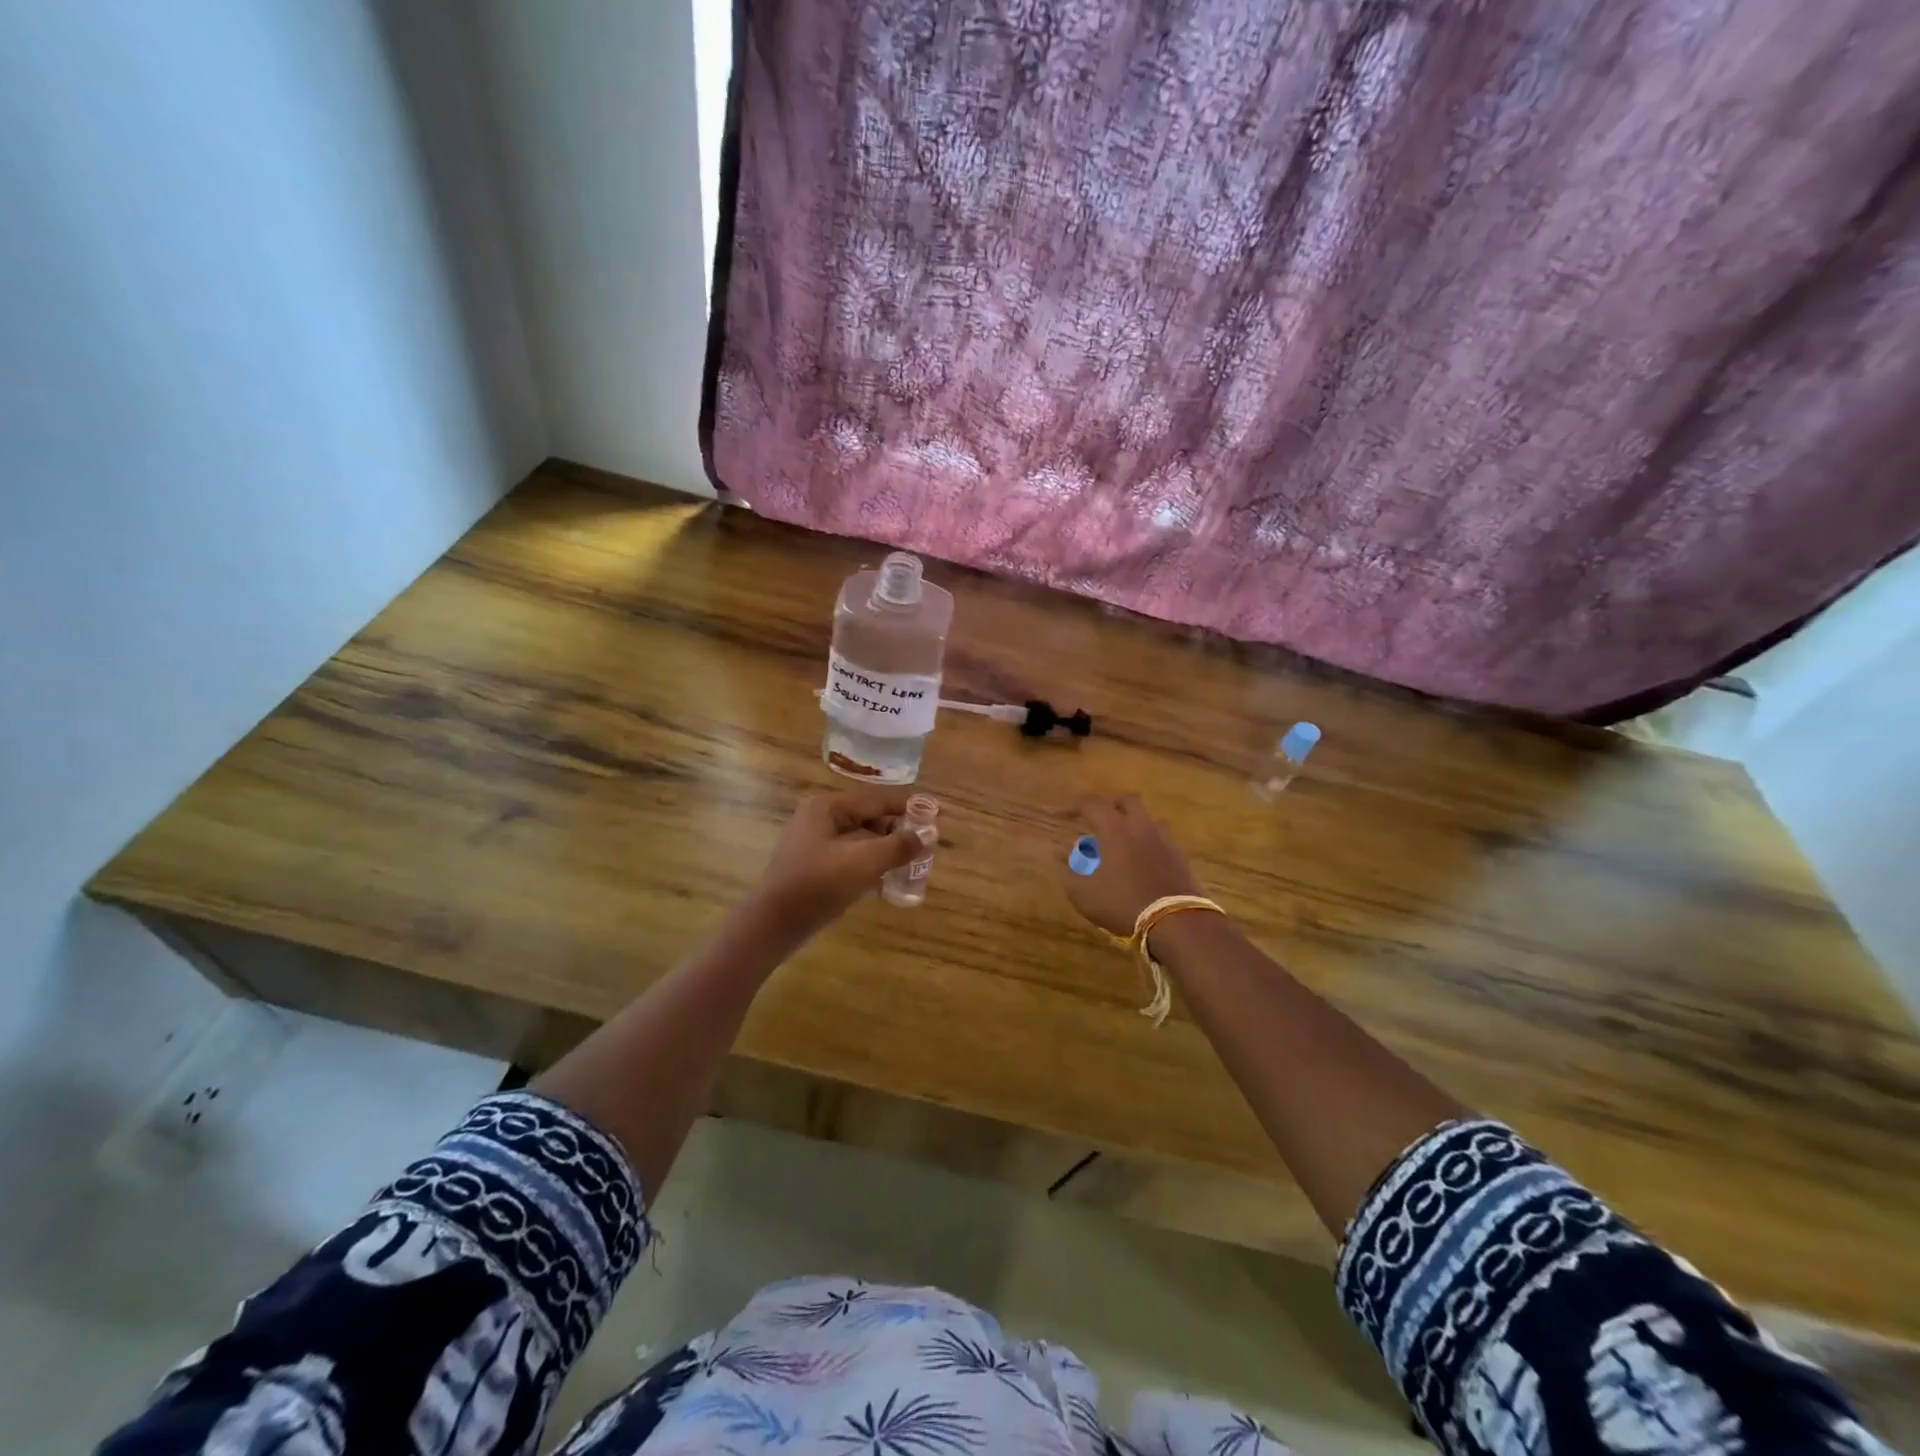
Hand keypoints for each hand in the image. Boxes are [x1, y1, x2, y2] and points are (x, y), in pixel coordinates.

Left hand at [741, 790, 923, 943]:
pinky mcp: (816, 867)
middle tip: (927, 844)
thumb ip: (898, 846)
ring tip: (914, 863)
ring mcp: (816, 844)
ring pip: (862, 840)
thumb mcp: (864, 862)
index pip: (877, 800)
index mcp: (827, 807)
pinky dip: (872, 865)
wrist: (774, 926)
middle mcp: (820, 818)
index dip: (908, 806)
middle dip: (898, 831)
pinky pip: (852, 858)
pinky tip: (890, 879)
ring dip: (887, 850)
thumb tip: (928, 834)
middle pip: (870, 819)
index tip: (937, 812)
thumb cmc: (818, 885)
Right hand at [1063, 794, 1202, 936]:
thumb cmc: (1124, 903)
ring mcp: (1165, 840)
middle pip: (1128, 800)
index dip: (1075, 805)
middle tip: (1099, 818)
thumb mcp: (1084, 894)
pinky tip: (1142, 861)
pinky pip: (1162, 840)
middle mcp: (1141, 826)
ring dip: (1134, 823)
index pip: (1092, 804)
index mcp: (1115, 829)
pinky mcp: (1180, 857)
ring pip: (1149, 819)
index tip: (1063, 814)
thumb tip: (1057, 855)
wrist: (1176, 922)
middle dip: (1111, 804)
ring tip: (1123, 840)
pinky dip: (1149, 843)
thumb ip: (1068, 872)